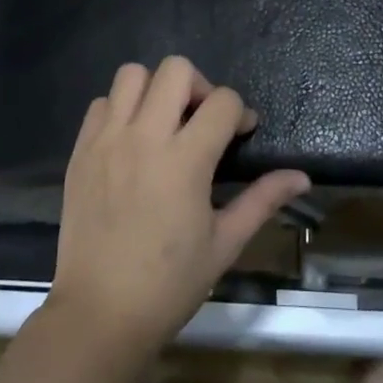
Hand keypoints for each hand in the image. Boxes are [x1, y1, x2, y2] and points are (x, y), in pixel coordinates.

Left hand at [47, 56, 309, 354]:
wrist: (100, 313)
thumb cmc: (170, 284)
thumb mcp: (224, 243)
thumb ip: (262, 200)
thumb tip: (301, 176)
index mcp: (185, 160)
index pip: (222, 101)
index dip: (240, 112)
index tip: (241, 134)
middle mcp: (144, 137)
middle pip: (175, 69)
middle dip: (199, 86)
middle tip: (201, 121)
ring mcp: (107, 140)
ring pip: (132, 75)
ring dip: (155, 89)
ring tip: (164, 123)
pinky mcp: (81, 150)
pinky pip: (101, 103)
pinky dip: (120, 109)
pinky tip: (130, 140)